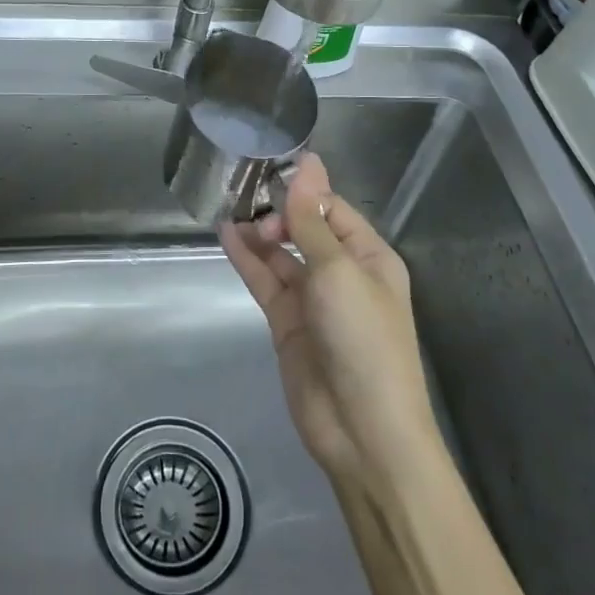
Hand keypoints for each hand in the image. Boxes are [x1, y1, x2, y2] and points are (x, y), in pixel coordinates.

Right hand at [220, 153, 441, 494]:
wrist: (363, 432)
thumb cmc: (363, 340)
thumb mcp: (338, 271)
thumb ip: (312, 220)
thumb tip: (308, 162)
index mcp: (368, 256)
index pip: (331, 209)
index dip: (302, 191)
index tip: (267, 171)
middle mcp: (342, 272)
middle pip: (304, 229)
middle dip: (278, 212)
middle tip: (250, 205)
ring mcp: (313, 299)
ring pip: (281, 255)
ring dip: (258, 234)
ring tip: (229, 209)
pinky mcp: (288, 323)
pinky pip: (266, 282)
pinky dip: (247, 260)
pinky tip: (226, 236)